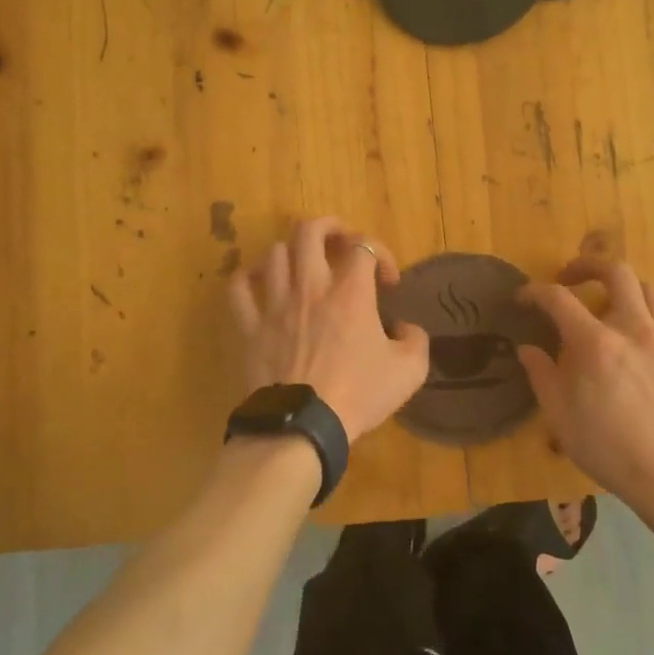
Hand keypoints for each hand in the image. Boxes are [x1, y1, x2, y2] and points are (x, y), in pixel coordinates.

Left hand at [228, 217, 429, 440]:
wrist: (302, 427)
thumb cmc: (357, 396)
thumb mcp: (409, 372)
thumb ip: (416, 341)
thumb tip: (406, 328)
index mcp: (351, 293)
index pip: (364, 245)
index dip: (380, 253)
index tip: (387, 282)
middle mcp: (310, 287)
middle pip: (310, 231)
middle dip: (329, 227)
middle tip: (341, 244)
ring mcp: (274, 304)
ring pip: (275, 252)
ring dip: (293, 252)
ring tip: (303, 266)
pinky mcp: (249, 326)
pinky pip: (238, 287)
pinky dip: (249, 277)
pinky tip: (260, 283)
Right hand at [518, 256, 653, 516]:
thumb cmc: (611, 450)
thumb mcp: (560, 418)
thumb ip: (541, 375)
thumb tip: (527, 349)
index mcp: (595, 343)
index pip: (558, 298)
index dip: (534, 292)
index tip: (523, 298)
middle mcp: (633, 328)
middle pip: (615, 271)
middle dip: (587, 265)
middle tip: (570, 278)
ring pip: (646, 288)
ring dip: (621, 288)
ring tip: (607, 305)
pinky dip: (645, 315)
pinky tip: (637, 340)